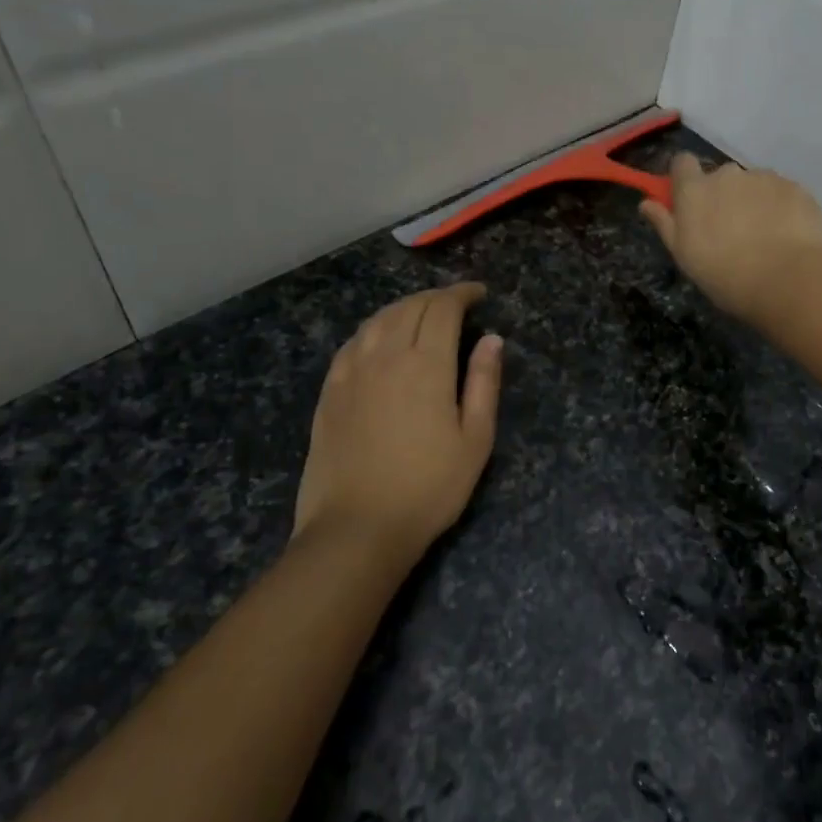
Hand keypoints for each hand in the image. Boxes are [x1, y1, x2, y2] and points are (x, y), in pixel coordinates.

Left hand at [293, 283, 501, 562]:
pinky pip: (352, 343)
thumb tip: (492, 339)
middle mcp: (385, 357)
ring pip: (378, 320)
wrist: (357, 528)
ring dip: (404, 308)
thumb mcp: (475, 439)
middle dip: (436, 297)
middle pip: (409, 307)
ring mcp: (351, 373)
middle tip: (457, 304)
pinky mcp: (329, 392)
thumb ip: (483, 383)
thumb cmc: (429, 488)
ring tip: (422, 315)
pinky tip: (380, 340)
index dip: (462, 293)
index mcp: (425, 365)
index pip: (442, 308)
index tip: (479, 294)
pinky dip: (374, 329)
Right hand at [640, 154, 821, 321]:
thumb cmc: (725, 274)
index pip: (681, 162)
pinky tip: (787, 236)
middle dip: (724, 196)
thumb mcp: (685, 256)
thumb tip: (646, 202)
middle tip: (731, 231)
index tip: (690, 201)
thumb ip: (665, 224)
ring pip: (754, 184)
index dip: (685, 178)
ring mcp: (764, 178)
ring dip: (754, 202)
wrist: (787, 280)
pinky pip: (781, 193)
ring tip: (764, 237)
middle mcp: (728, 174)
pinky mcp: (795, 187)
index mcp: (695, 189)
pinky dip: (781, 208)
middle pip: (721, 177)